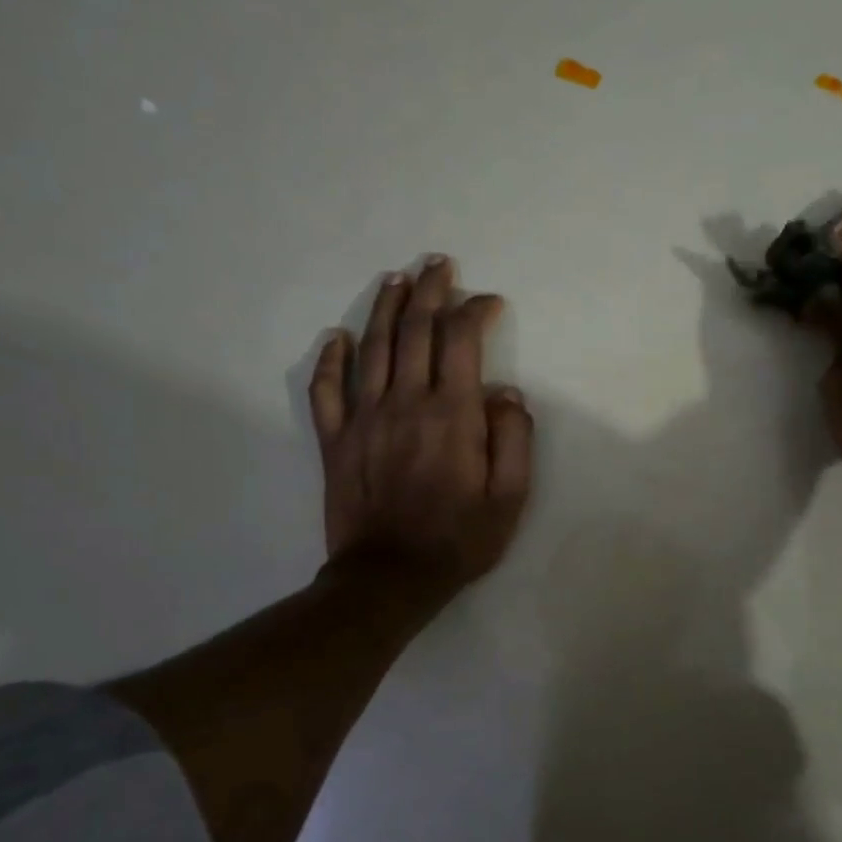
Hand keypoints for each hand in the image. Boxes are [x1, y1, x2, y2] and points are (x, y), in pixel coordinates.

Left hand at [307, 255, 533, 595]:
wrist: (390, 578)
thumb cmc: (460, 538)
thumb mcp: (511, 496)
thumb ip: (514, 438)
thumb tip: (505, 392)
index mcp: (453, 413)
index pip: (462, 340)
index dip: (475, 311)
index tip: (490, 302)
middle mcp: (406, 402)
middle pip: (414, 330)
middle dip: (429, 291)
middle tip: (437, 263)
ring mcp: (364, 418)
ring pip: (371, 348)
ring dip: (384, 308)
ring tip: (396, 279)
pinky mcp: (335, 440)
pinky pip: (326, 389)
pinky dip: (329, 359)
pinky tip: (335, 337)